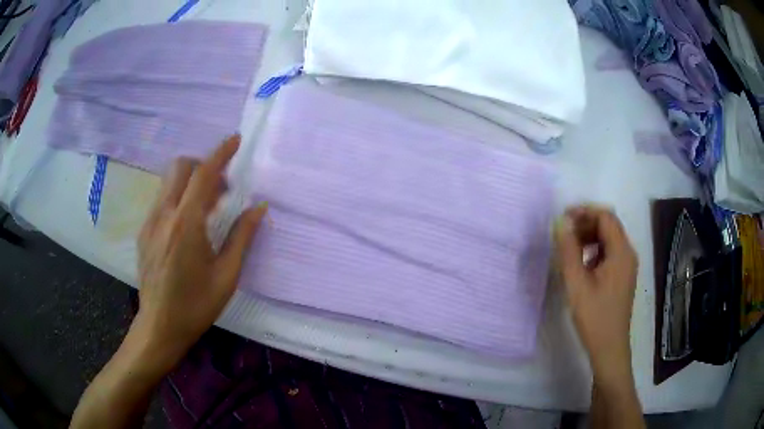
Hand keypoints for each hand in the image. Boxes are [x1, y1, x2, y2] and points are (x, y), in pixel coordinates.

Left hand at [133, 135, 266, 369]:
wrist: (160, 325)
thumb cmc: (196, 305)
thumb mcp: (226, 276)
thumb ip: (242, 237)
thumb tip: (259, 208)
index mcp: (187, 225)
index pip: (203, 175)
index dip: (220, 153)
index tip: (235, 140)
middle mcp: (164, 215)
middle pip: (180, 168)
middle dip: (202, 165)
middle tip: (221, 188)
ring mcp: (150, 222)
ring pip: (169, 182)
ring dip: (190, 183)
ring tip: (206, 209)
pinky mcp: (143, 232)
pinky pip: (162, 200)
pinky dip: (178, 199)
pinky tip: (187, 226)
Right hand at [554, 205, 637, 380]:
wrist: (609, 347)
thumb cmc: (594, 317)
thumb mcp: (576, 284)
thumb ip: (568, 251)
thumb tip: (560, 224)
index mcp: (621, 252)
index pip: (606, 217)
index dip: (584, 212)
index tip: (563, 218)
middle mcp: (628, 253)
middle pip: (609, 225)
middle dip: (586, 223)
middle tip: (563, 234)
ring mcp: (627, 265)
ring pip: (609, 239)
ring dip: (589, 237)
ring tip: (569, 249)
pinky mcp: (623, 275)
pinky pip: (609, 252)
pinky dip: (594, 250)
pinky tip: (581, 264)